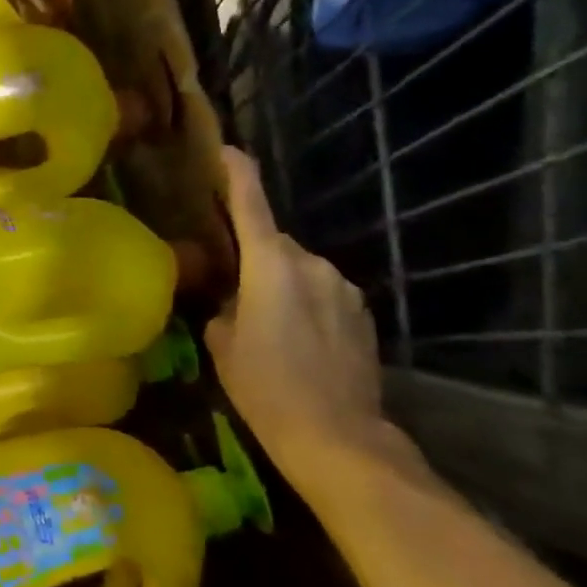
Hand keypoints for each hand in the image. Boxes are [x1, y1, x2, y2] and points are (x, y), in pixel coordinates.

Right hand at [205, 147, 420, 492]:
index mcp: (271, 264)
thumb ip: (224, 308)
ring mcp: (345, 289)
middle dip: (254, 260)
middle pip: (274, 245)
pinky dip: (306, 306)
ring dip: (281, 287)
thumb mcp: (223, 345)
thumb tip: (232, 301)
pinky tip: (298, 344)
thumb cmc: (265, 385)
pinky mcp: (363, 315)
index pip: (251, 204)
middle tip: (232, 294)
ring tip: (267, 329)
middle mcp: (313, 264)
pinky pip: (324, 295)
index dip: (236, 172)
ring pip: (300, 272)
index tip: (225, 149)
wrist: (337, 436)